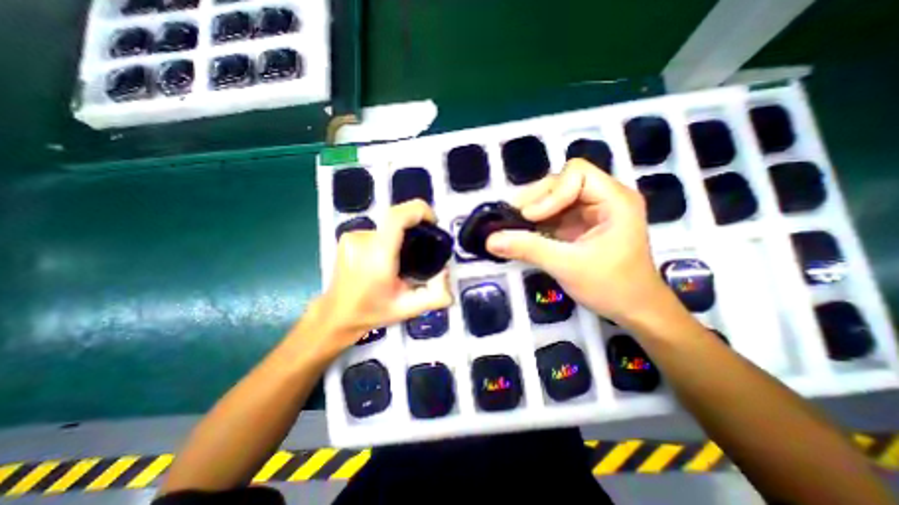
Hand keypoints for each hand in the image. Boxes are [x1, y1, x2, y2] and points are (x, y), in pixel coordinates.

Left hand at [309, 198, 452, 353]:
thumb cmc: (372, 312)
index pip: (397, 217)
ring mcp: (352, 236)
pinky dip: (388, 240)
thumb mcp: (409, 309)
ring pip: (388, 226)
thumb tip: (446, 272)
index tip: (433, 222)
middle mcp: (363, 240)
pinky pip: (377, 231)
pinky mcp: (348, 237)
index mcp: (378, 257)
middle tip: (422, 250)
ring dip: (400, 237)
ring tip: (402, 261)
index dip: (419, 211)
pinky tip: (386, 259)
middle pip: (396, 219)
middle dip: (415, 228)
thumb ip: (436, 295)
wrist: (336, 314)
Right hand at [484, 158, 673, 322]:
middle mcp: (604, 197)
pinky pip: (554, 213)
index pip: (576, 173)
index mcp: (614, 200)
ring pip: (555, 196)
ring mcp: (592, 210)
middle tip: (515, 219)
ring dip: (533, 209)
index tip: (530, 218)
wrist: (633, 309)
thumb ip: (528, 249)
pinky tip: (525, 233)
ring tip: (515, 226)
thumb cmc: (611, 287)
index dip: (550, 192)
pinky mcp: (581, 223)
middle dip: (537, 199)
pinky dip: (537, 221)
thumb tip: (490, 240)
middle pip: (562, 181)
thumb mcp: (567, 266)